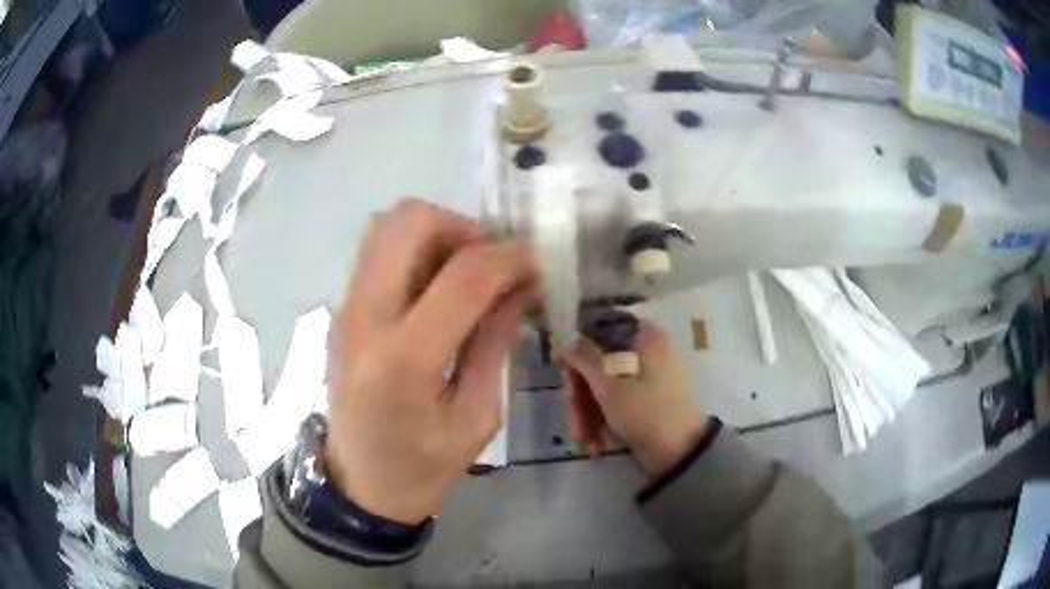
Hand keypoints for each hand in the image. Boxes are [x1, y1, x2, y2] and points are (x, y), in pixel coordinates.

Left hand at [325, 199, 535, 523]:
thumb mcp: (478, 416)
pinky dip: (412, 249)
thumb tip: (522, 285)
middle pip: (409, 222)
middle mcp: (365, 318)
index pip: (464, 276)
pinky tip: (434, 287)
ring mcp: (344, 308)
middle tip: (490, 263)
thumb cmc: (425, 465)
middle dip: (463, 227)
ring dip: (434, 232)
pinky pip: (375, 251)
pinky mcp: (340, 309)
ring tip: (462, 271)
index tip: (538, 263)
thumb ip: (497, 341)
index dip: (511, 258)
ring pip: (385, 225)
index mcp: (404, 359)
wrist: (360, 482)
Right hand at [559, 322, 708, 476]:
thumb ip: (583, 357)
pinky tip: (595, 443)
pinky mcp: (641, 400)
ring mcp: (643, 377)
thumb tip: (560, 334)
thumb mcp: (609, 384)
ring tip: (584, 439)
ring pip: (601, 386)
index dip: (576, 348)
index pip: (600, 329)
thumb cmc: (646, 411)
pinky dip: (601, 421)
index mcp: (644, 337)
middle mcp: (644, 351)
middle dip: (580, 397)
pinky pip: (612, 402)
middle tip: (574, 419)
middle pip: (596, 363)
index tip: (560, 368)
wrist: (680, 453)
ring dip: (587, 414)